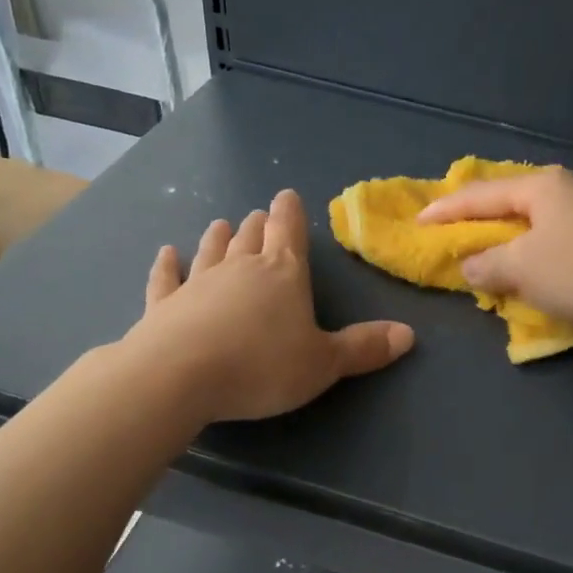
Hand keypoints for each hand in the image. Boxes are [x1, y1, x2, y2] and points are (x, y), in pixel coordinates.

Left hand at [130, 189, 413, 421]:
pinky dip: (167, 265)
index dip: (291, 214)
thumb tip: (409, 334)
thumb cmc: (262, 366)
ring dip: (219, 238)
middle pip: (251, 239)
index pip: (289, 233)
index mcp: (283, 275)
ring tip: (222, 223)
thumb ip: (363, 348)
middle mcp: (240, 269)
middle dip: (258, 226)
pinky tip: (166, 253)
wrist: (179, 377)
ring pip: (211, 251)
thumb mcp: (324, 364)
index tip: (286, 195)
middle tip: (258, 215)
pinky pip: (167, 279)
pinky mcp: (163, 305)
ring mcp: (197, 284)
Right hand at [417, 167, 572, 336]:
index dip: (446, 210)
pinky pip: (554, 236)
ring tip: (485, 248)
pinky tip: (528, 261)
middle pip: (509, 201)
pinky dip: (532, 248)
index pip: (481, 195)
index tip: (418, 221)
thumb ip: (487, 266)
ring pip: (534, 220)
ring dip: (506, 236)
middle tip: (450, 229)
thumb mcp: (522, 269)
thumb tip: (471, 267)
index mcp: (541, 186)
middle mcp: (567, 188)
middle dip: (478, 218)